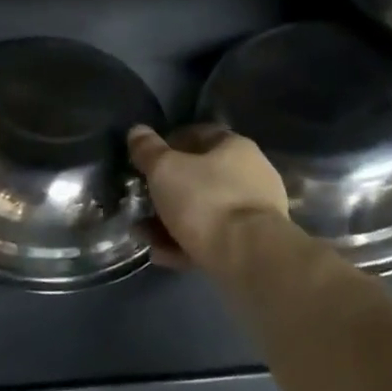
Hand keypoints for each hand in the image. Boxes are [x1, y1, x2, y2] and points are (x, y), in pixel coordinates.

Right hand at [127, 123, 290, 270]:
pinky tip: (162, 255)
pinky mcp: (252, 245)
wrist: (250, 259)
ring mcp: (254, 212)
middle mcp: (250, 174)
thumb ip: (148, 150)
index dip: (169, 144)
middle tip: (142, 202)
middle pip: (200, 177)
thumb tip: (137, 131)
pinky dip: (187, 243)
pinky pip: (213, 238)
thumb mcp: (165, 170)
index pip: (199, 134)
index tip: (146, 160)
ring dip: (172, 221)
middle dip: (167, 190)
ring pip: (204, 211)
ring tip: (144, 235)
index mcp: (235, 147)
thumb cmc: (206, 201)